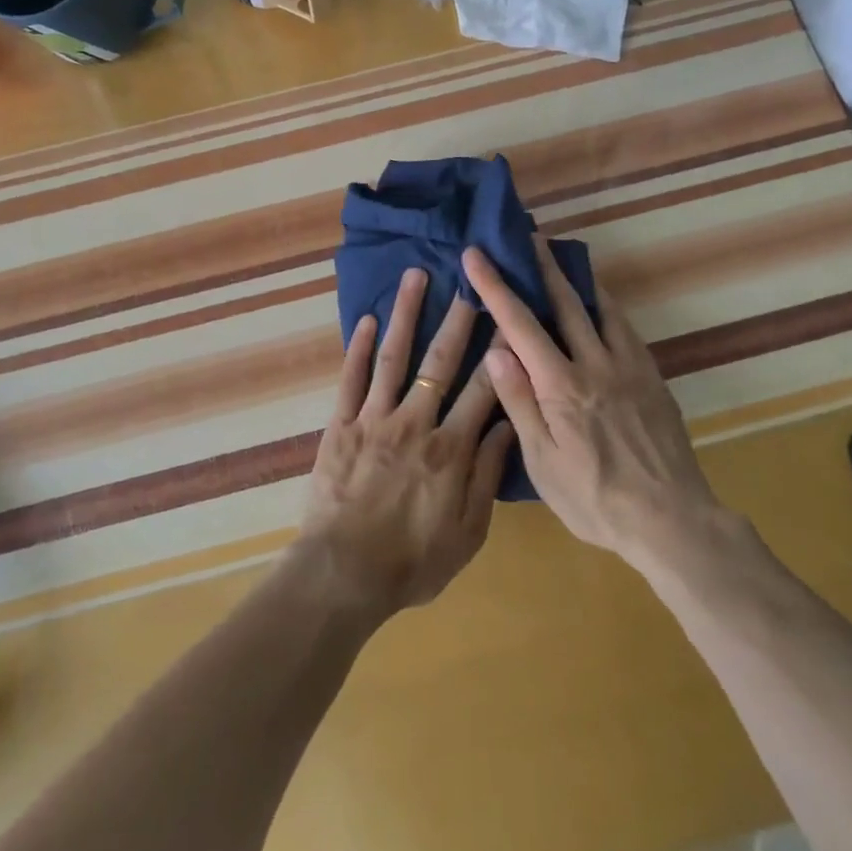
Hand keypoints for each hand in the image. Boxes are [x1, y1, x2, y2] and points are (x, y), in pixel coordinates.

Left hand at [297, 267, 513, 623]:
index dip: (499, 352)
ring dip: (405, 314)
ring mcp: (374, 419)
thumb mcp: (468, 532)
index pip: (483, 389)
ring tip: (414, 276)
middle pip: (440, 361)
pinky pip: (351, 379)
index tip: (510, 317)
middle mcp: (415, 422)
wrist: (344, 574)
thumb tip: (506, 425)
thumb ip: (487, 476)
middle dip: (457, 318)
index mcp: (451, 449)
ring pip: (393, 356)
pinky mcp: (341, 425)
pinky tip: (365, 318)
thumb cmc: (412, 562)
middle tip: (468, 280)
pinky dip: (358, 347)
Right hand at [462, 240, 725, 575]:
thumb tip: (496, 350)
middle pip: (564, 302)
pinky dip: (606, 306)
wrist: (672, 519)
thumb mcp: (543, 462)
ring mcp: (628, 367)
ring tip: (563, 258)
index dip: (495, 286)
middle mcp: (595, 364)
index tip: (476, 254)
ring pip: (600, 308)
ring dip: (577, 279)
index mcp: (561, 385)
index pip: (520, 324)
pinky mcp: (652, 377)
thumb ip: (520, 402)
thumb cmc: (595, 498)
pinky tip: (600, 306)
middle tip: (527, 235)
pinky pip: (625, 328)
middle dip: (542, 265)